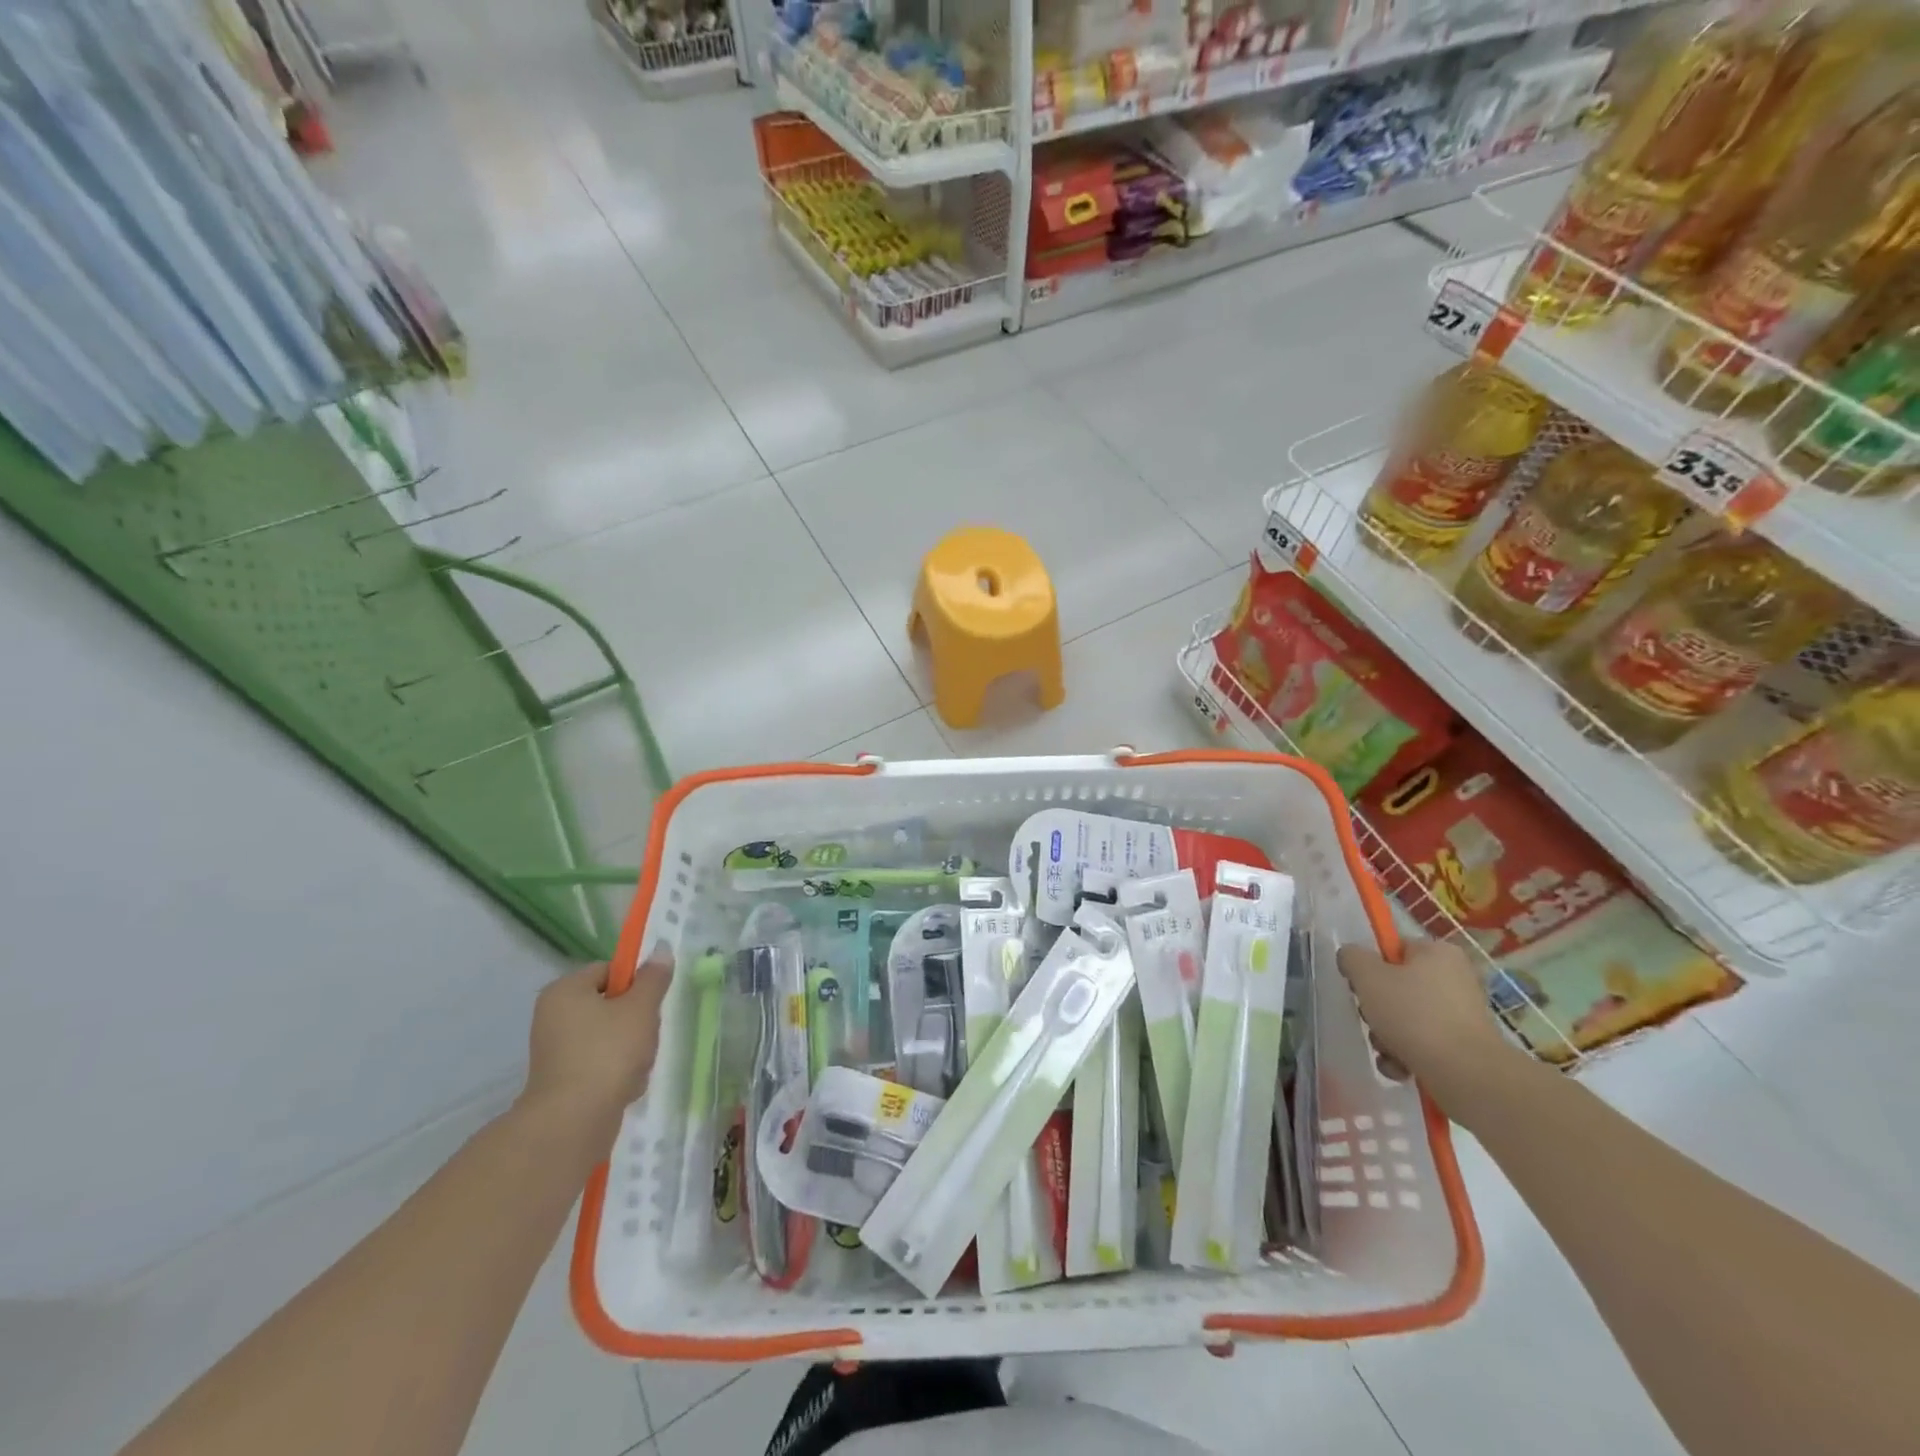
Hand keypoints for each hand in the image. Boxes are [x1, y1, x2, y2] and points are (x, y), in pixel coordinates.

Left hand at [517, 946, 671, 1149]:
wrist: (573, 1123)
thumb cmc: (607, 1053)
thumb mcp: (640, 1008)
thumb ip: (653, 978)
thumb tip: (661, 949)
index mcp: (565, 991)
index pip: (609, 970)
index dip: (636, 982)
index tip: (652, 1002)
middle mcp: (554, 1016)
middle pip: (612, 1003)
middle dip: (637, 1019)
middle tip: (648, 1033)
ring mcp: (556, 1051)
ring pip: (610, 1035)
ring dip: (632, 1047)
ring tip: (639, 1065)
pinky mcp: (563, 1080)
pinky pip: (600, 1063)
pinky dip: (618, 1071)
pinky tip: (628, 1085)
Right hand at [1336, 937, 1519, 1112]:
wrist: (1467, 1075)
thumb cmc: (1414, 1015)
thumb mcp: (1368, 977)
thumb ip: (1352, 958)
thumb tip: (1352, 958)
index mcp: (1437, 952)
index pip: (1392, 949)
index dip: (1370, 966)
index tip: (1360, 987)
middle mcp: (1455, 978)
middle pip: (1397, 986)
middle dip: (1376, 1008)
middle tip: (1372, 1019)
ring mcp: (1462, 1015)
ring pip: (1406, 1018)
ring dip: (1386, 1035)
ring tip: (1387, 1050)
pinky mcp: (1464, 1047)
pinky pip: (1423, 1043)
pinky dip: (1406, 1055)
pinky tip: (1400, 1068)